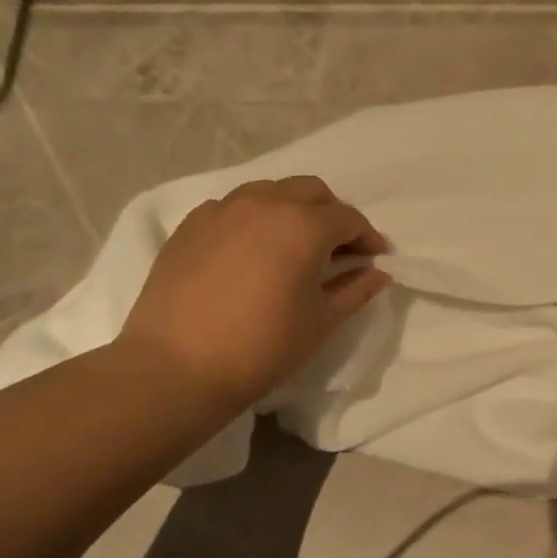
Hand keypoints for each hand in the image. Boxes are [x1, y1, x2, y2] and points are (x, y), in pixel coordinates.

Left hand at [117, 175, 391, 409]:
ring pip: (270, 192)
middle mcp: (265, 204)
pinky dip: (255, 219)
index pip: (348, 218)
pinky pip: (234, 207)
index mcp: (304, 226)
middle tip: (340, 248)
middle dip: (332, 214)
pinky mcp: (191, 225)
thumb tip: (378, 273)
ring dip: (293, 210)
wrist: (178, 366)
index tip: (376, 258)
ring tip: (296, 245)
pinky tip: (254, 251)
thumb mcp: (321, 321)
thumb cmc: (263, 346)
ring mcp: (223, 210)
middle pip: (311, 191)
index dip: (368, 237)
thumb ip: (355, 290)